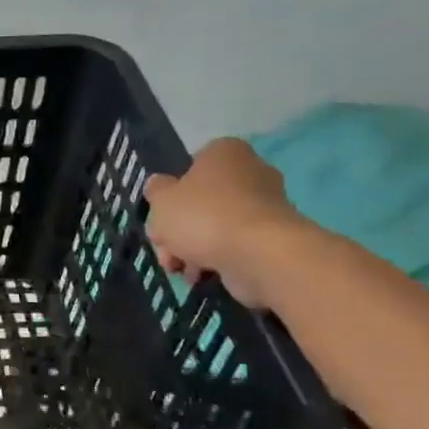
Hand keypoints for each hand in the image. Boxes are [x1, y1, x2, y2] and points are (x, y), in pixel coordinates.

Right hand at [143, 139, 304, 310]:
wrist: (259, 256)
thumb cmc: (204, 216)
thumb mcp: (161, 199)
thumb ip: (156, 190)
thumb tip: (160, 185)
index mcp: (225, 153)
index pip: (191, 165)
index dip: (171, 191)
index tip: (160, 214)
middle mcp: (250, 173)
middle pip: (200, 200)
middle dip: (177, 228)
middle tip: (163, 247)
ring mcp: (265, 207)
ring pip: (214, 226)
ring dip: (190, 248)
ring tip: (178, 268)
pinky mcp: (272, 238)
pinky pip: (233, 245)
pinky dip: (215, 259)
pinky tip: (199, 275)